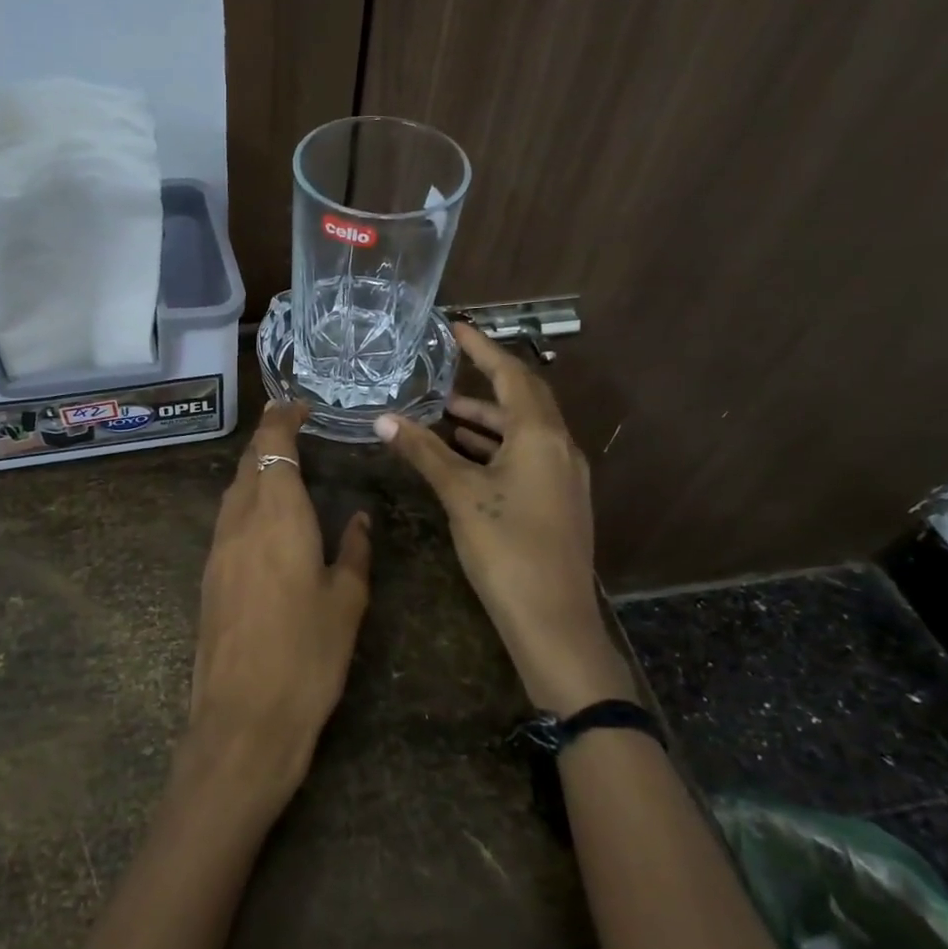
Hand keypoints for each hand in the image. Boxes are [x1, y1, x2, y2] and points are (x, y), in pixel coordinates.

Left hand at [188, 401, 371, 810]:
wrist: (243, 719)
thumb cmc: (307, 657)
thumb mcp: (346, 602)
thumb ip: (355, 551)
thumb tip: (361, 519)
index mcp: (277, 516)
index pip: (273, 446)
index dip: (283, 418)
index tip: (300, 405)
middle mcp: (239, 522)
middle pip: (248, 463)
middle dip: (268, 439)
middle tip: (295, 429)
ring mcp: (217, 549)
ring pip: (233, 491)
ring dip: (255, 470)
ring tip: (283, 469)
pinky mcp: (208, 576)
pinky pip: (227, 520)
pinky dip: (246, 502)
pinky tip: (265, 520)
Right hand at [374, 324, 631, 713]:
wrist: (552, 620)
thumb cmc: (506, 548)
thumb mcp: (460, 494)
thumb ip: (424, 452)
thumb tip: (384, 419)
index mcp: (540, 436)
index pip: (511, 375)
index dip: (482, 349)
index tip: (456, 328)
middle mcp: (560, 448)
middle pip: (523, 400)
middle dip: (484, 383)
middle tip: (446, 371)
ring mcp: (564, 477)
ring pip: (524, 433)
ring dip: (487, 420)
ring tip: (445, 416)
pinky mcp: (559, 502)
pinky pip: (527, 457)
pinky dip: (496, 448)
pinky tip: (467, 457)